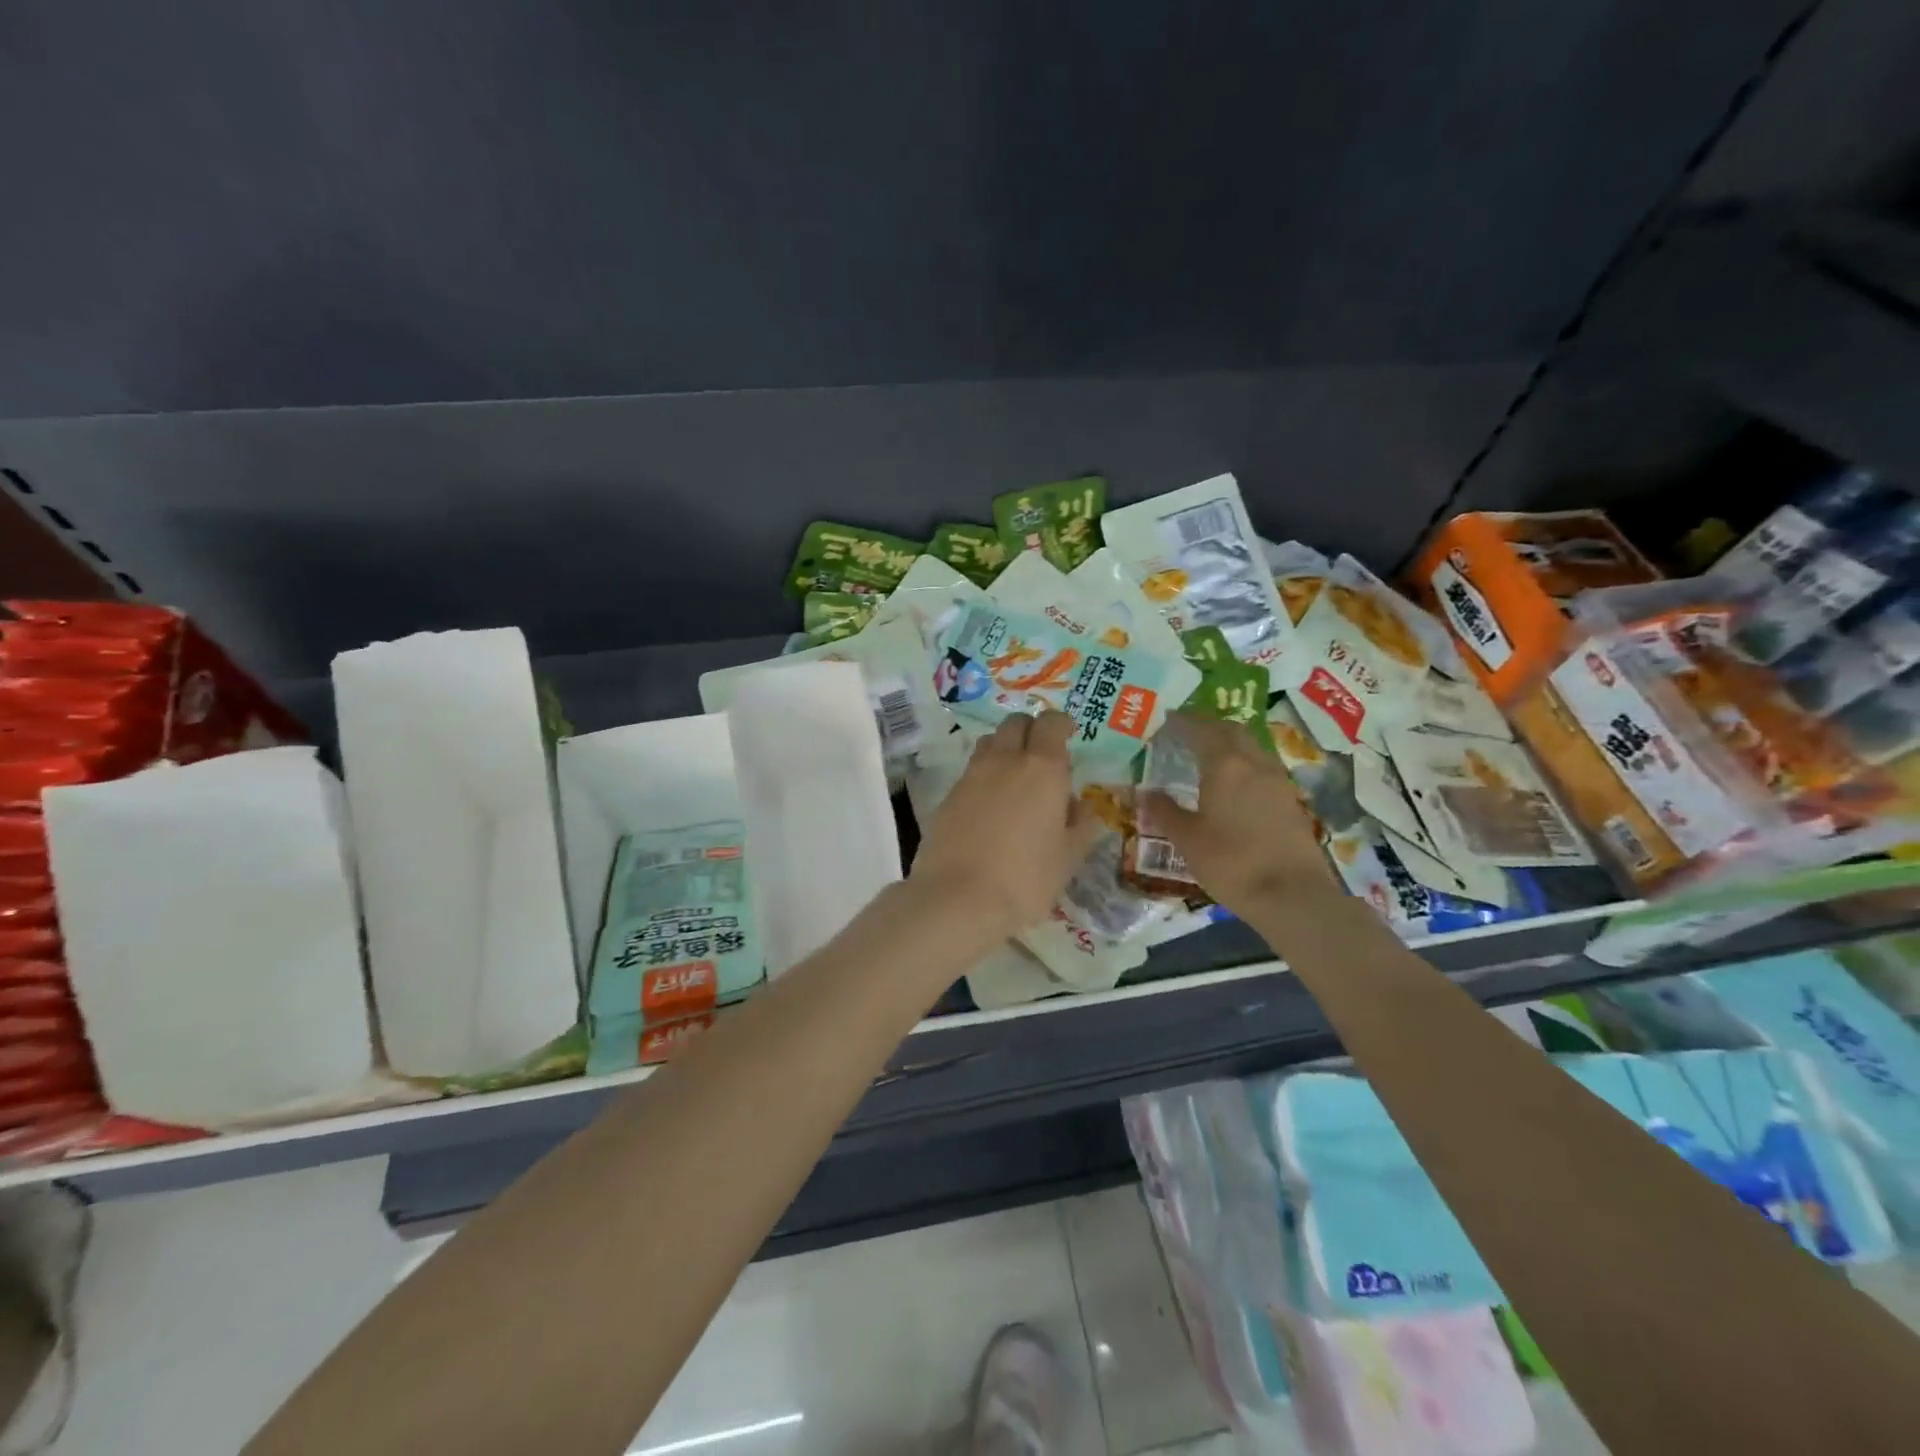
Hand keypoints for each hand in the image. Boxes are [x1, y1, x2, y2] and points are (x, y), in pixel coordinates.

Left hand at [909, 712, 1100, 938]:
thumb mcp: (1068, 857)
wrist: (958, 898)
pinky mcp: (948, 795)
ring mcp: (971, 775)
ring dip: (1004, 749)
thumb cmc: (1026, 879)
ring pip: (989, 742)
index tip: (1068, 736)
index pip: (1051, 723)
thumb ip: (1081, 825)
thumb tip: (1080, 805)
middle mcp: (1005, 761)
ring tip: (1014, 779)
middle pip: (1016, 723)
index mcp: (1043, 769)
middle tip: (1042, 757)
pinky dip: (983, 777)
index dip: (1061, 725)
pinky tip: (989, 807)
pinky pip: (971, 771)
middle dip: (1031, 730)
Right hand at [1140, 712, 1341, 919]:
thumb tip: (1146, 794)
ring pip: (1251, 747)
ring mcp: (1277, 780)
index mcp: (1225, 764)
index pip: (1200, 729)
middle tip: (1186, 732)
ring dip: (1229, 743)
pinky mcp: (1290, 800)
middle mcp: (1254, 763)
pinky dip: (1244, 764)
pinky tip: (1233, 784)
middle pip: (1231, 731)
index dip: (1182, 721)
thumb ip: (1165, 812)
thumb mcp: (1187, 839)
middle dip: (1208, 726)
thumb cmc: (1231, 862)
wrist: (1292, 895)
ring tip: (1207, 755)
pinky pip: (1262, 767)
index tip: (1166, 719)